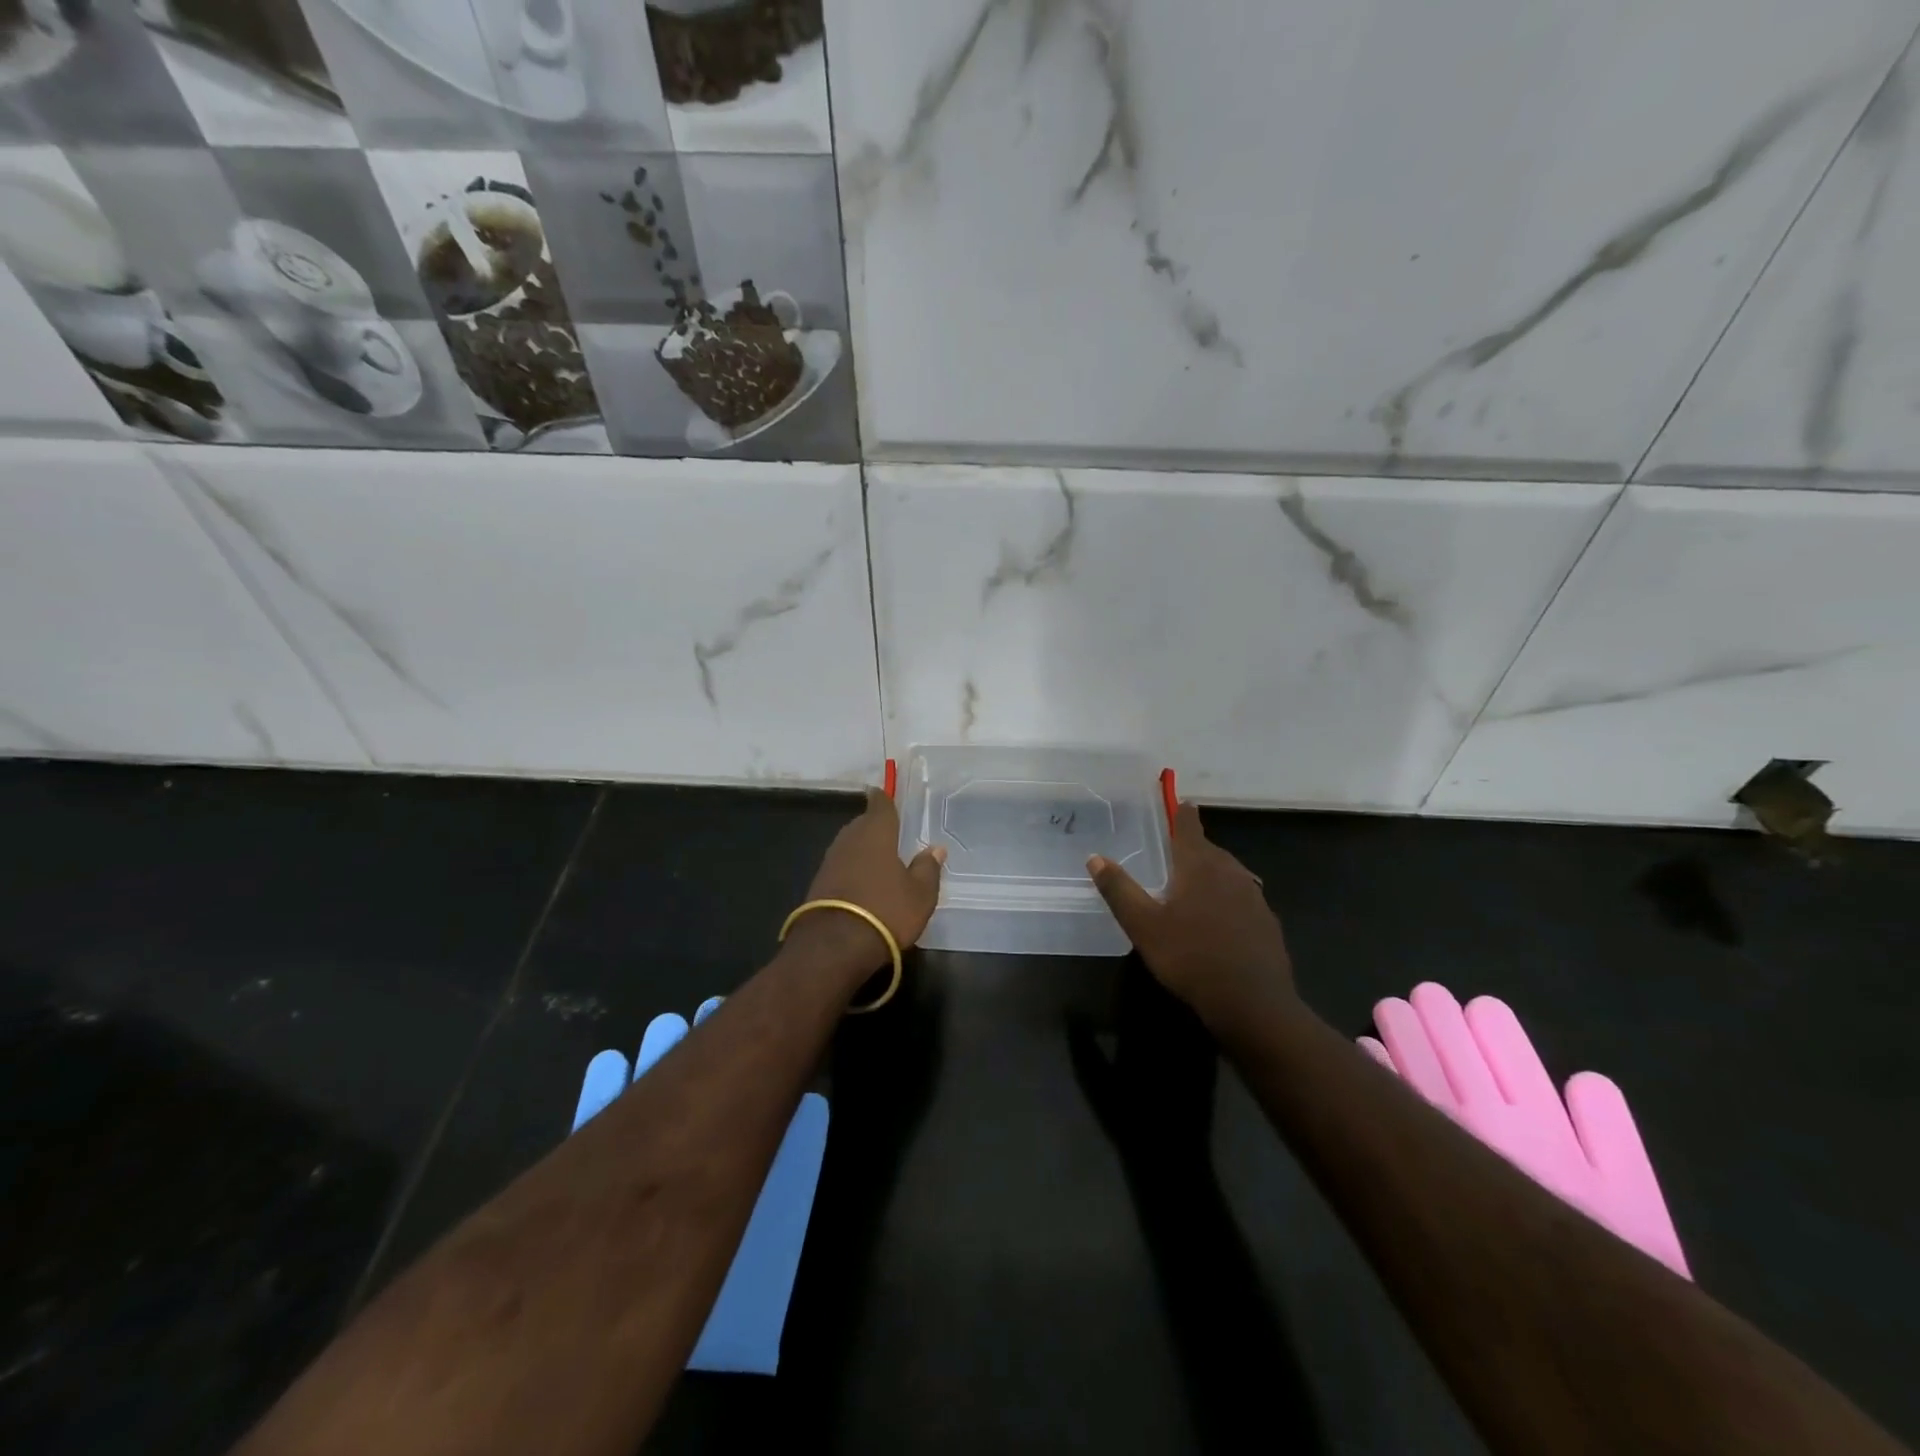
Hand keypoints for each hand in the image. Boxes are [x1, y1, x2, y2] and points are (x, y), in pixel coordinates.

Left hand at [787, 789, 944, 976]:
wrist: (834, 946)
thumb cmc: (886, 911)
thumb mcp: (920, 894)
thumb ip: (928, 868)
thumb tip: (935, 848)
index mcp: (876, 833)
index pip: (880, 804)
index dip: (884, 798)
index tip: (884, 792)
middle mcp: (849, 839)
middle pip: (862, 824)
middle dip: (875, 826)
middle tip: (891, 833)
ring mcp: (830, 861)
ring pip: (850, 845)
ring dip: (862, 849)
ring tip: (879, 859)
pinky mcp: (818, 883)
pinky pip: (840, 866)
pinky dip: (851, 869)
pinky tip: (862, 882)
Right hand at [1087, 801, 1293, 1027]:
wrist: (1253, 1003)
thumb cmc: (1190, 957)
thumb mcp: (1143, 925)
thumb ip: (1119, 889)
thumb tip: (1095, 857)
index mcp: (1199, 865)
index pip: (1189, 827)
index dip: (1182, 813)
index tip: (1180, 802)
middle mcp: (1230, 872)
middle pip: (1210, 850)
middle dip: (1193, 848)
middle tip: (1173, 855)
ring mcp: (1254, 897)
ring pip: (1229, 874)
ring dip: (1212, 874)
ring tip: (1193, 887)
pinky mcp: (1267, 922)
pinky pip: (1243, 899)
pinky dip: (1228, 900)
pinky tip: (1219, 922)